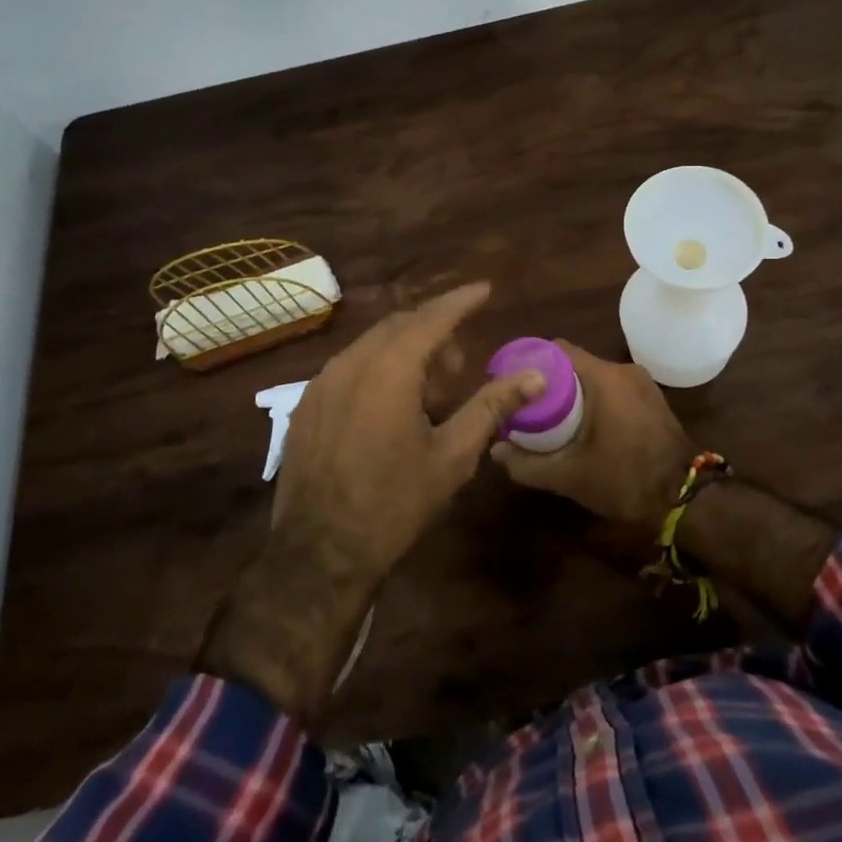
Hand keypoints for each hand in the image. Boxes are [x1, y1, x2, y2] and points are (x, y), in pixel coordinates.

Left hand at [273, 281, 543, 579]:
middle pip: (400, 326)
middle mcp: (350, 363)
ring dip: (406, 352)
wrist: (319, 552)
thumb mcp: (453, 455)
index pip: (432, 318)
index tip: (485, 289)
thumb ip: (492, 406)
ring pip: (372, 345)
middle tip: (460, 368)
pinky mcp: (306, 404)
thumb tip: (534, 377)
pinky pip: (349, 367)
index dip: (461, 301)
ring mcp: (321, 382)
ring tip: (429, 394)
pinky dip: (378, 369)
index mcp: (389, 370)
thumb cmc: (395, 503)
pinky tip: (391, 408)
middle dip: (435, 333)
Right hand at [490, 341, 692, 525]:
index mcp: (603, 377)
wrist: (686, 499)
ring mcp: (642, 384)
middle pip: (574, 364)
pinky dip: (595, 400)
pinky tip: (582, 425)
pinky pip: (614, 389)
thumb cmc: (624, 479)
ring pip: (595, 377)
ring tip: (550, 417)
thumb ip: (528, 464)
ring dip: (573, 392)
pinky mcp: (652, 399)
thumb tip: (496, 451)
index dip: (531, 362)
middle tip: (526, 405)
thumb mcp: (569, 476)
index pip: (557, 349)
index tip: (513, 382)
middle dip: (549, 382)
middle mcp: (623, 371)